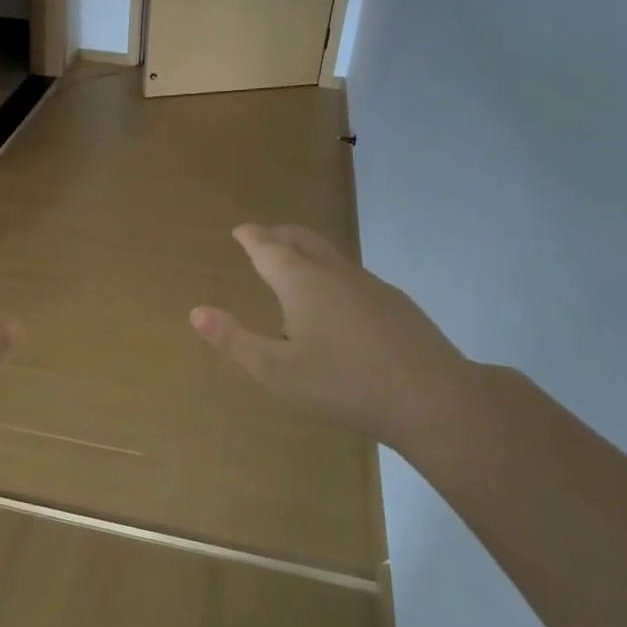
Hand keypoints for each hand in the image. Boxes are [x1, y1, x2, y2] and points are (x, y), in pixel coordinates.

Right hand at [190, 224, 476, 454]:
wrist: (430, 396)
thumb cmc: (342, 383)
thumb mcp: (276, 370)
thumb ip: (235, 340)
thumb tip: (196, 311)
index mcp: (301, 282)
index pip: (268, 247)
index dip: (251, 237)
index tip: (241, 230)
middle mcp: (334, 273)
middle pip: (302, 239)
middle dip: (278, 234)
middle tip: (263, 237)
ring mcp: (369, 285)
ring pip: (330, 256)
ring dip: (306, 253)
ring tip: (294, 270)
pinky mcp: (394, 303)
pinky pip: (351, 276)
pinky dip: (331, 276)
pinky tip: (336, 306)